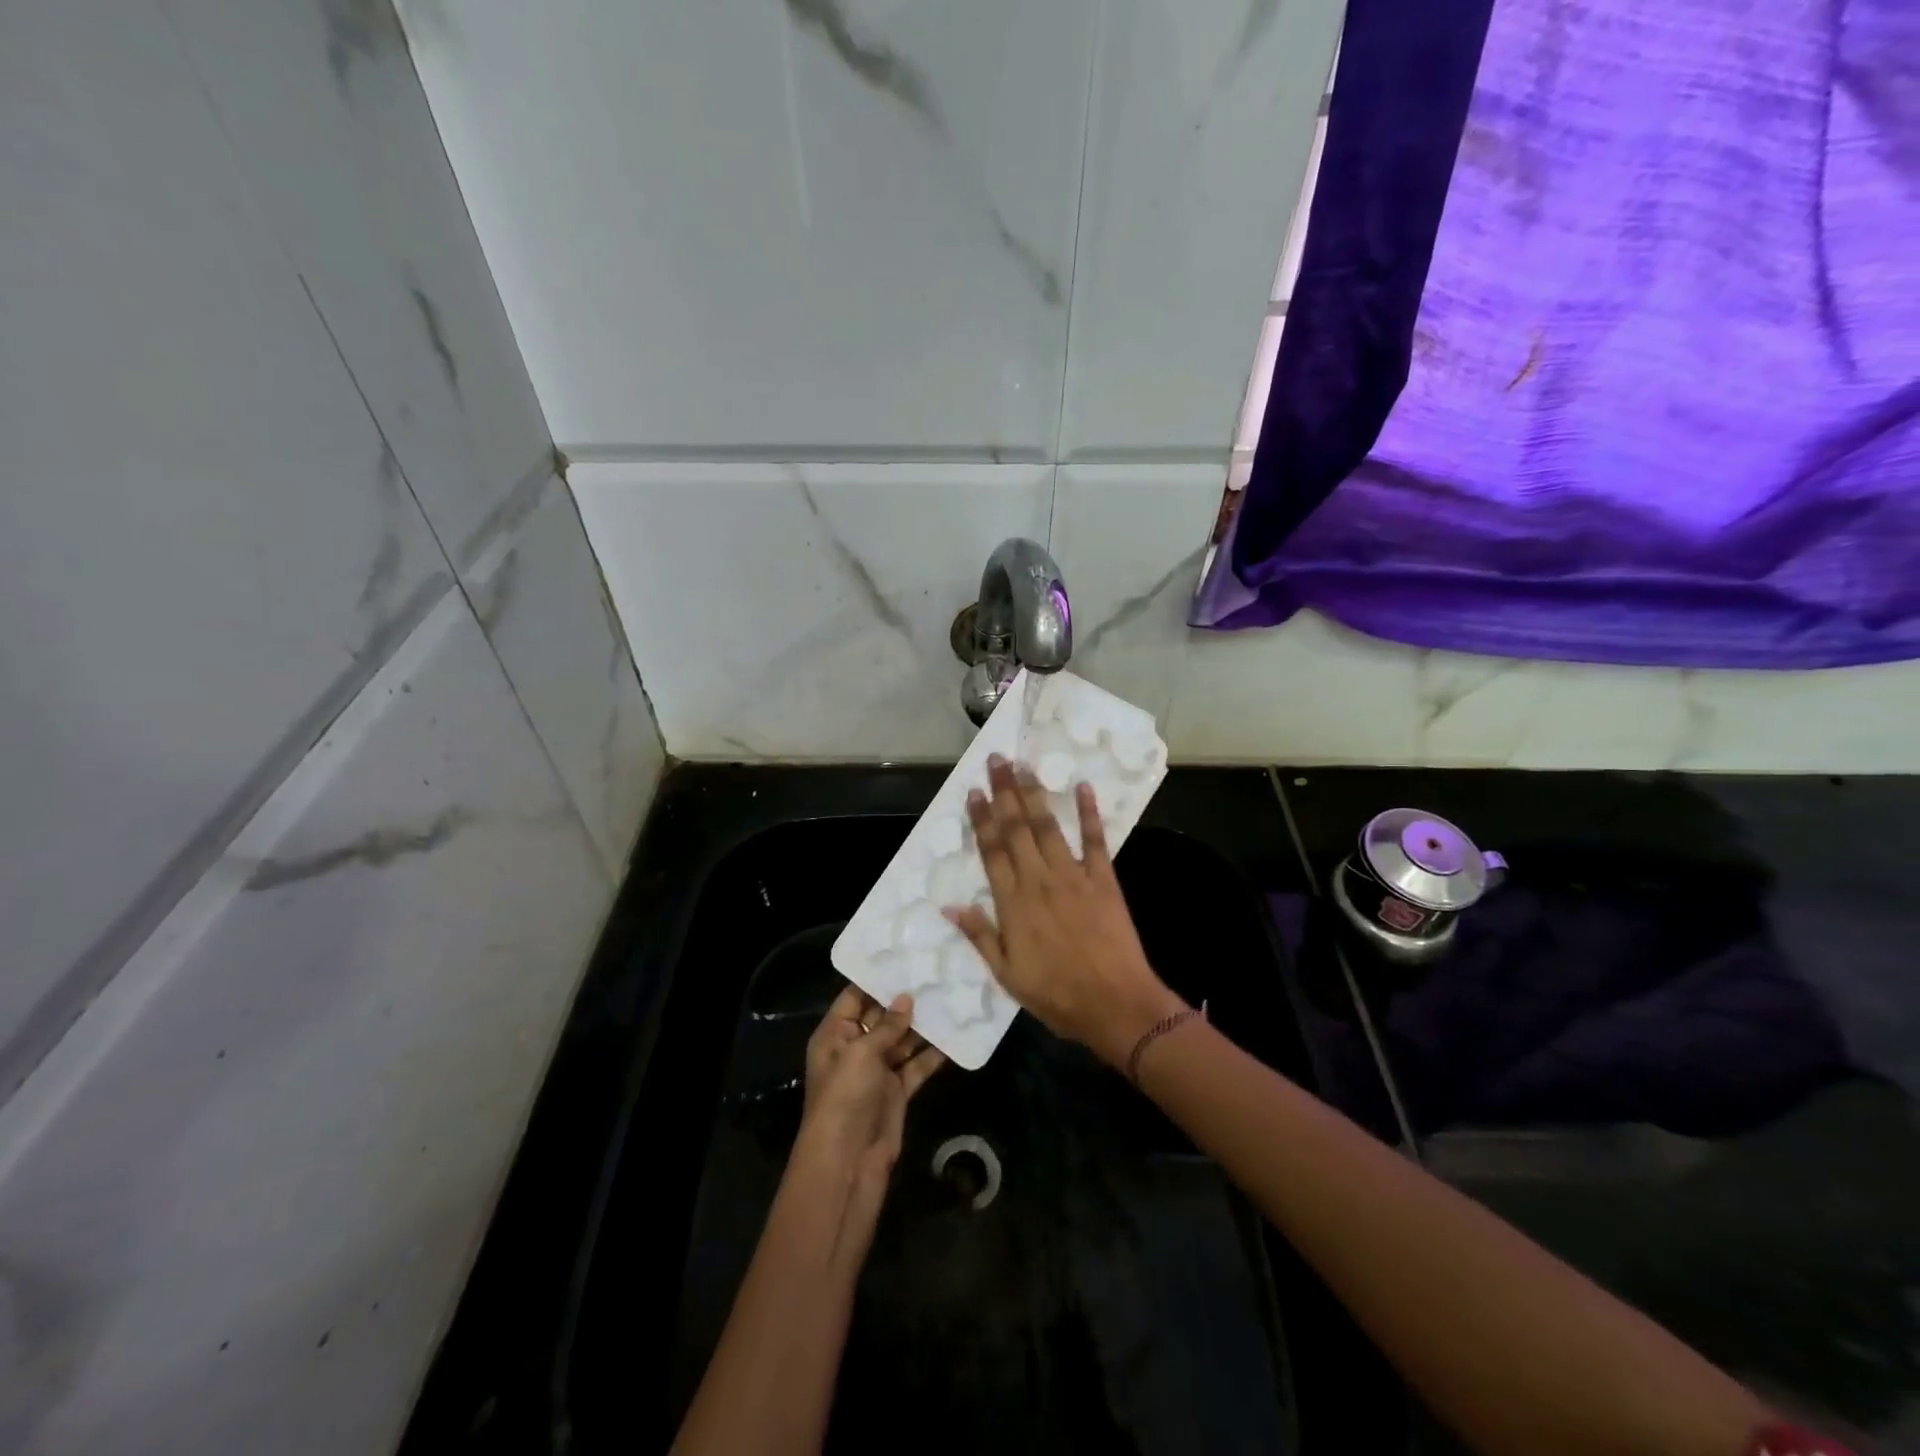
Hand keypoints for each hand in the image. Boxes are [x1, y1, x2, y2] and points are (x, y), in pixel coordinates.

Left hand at [795, 987, 944, 1227]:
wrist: (848, 1162)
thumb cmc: (845, 1098)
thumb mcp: (861, 1054)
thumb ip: (886, 1025)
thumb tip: (906, 998)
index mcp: (835, 1035)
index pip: (854, 996)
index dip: (876, 977)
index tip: (904, 954)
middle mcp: (855, 1048)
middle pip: (882, 1016)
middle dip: (906, 998)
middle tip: (936, 970)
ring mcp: (877, 1070)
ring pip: (903, 1039)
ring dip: (924, 1023)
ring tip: (950, 994)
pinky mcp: (897, 1091)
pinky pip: (917, 1065)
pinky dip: (934, 1053)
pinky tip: (956, 1034)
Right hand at [944, 756, 1185, 1068]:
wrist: (1115, 1004)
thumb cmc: (1056, 995)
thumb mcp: (1007, 974)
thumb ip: (980, 935)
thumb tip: (950, 905)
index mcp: (1013, 903)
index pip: (992, 851)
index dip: (982, 818)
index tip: (975, 790)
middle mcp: (1039, 880)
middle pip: (1017, 828)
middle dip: (1005, 792)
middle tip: (997, 759)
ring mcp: (1073, 876)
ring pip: (1048, 827)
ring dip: (1035, 794)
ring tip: (1025, 766)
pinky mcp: (1103, 879)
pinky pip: (1095, 840)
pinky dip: (1089, 813)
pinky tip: (1083, 787)